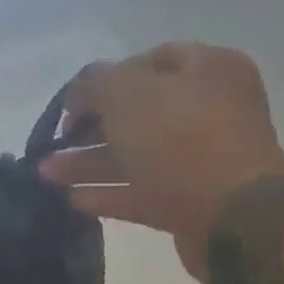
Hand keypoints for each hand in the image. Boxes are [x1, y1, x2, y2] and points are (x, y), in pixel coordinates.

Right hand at [40, 43, 283, 278]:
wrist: (235, 221)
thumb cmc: (183, 143)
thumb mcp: (128, 95)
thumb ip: (95, 83)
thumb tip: (79, 94)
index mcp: (207, 68)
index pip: (146, 62)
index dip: (102, 81)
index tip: (69, 107)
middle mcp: (210, 110)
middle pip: (139, 113)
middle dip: (91, 129)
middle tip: (53, 144)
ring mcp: (203, 160)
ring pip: (137, 155)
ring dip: (91, 163)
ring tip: (47, 175)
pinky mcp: (193, 203)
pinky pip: (144, 192)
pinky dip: (110, 193)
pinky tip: (74, 200)